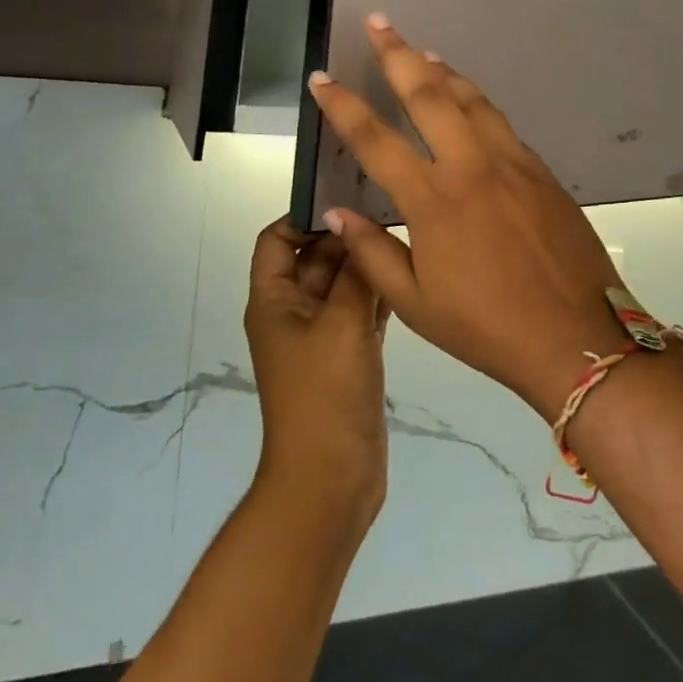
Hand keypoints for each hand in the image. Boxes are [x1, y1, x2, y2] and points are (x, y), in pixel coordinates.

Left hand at [244, 218, 395, 521]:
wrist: (331, 480)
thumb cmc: (326, 394)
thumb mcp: (341, 323)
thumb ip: (353, 272)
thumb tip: (356, 226)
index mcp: (274, 300)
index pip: (276, 240)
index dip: (303, 217)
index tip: (347, 201)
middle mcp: (293, 312)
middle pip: (314, 258)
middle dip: (345, 238)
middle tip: (390, 213)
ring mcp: (321, 336)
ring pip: (340, 285)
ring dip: (365, 266)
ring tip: (404, 238)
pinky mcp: (346, 357)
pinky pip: (359, 312)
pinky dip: (376, 296)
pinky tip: (407, 279)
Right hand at [307, 16, 624, 419]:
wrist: (577, 335)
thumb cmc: (487, 327)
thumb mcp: (414, 304)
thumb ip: (372, 252)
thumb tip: (336, 213)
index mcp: (433, 200)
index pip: (375, 140)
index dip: (343, 106)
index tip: (322, 79)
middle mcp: (470, 167)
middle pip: (428, 96)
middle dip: (398, 55)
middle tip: (379, 22)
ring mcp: (510, 162)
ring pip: (470, 99)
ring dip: (441, 70)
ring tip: (421, 51)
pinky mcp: (540, 170)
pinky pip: (500, 122)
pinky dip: (476, 100)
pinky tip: (468, 97)